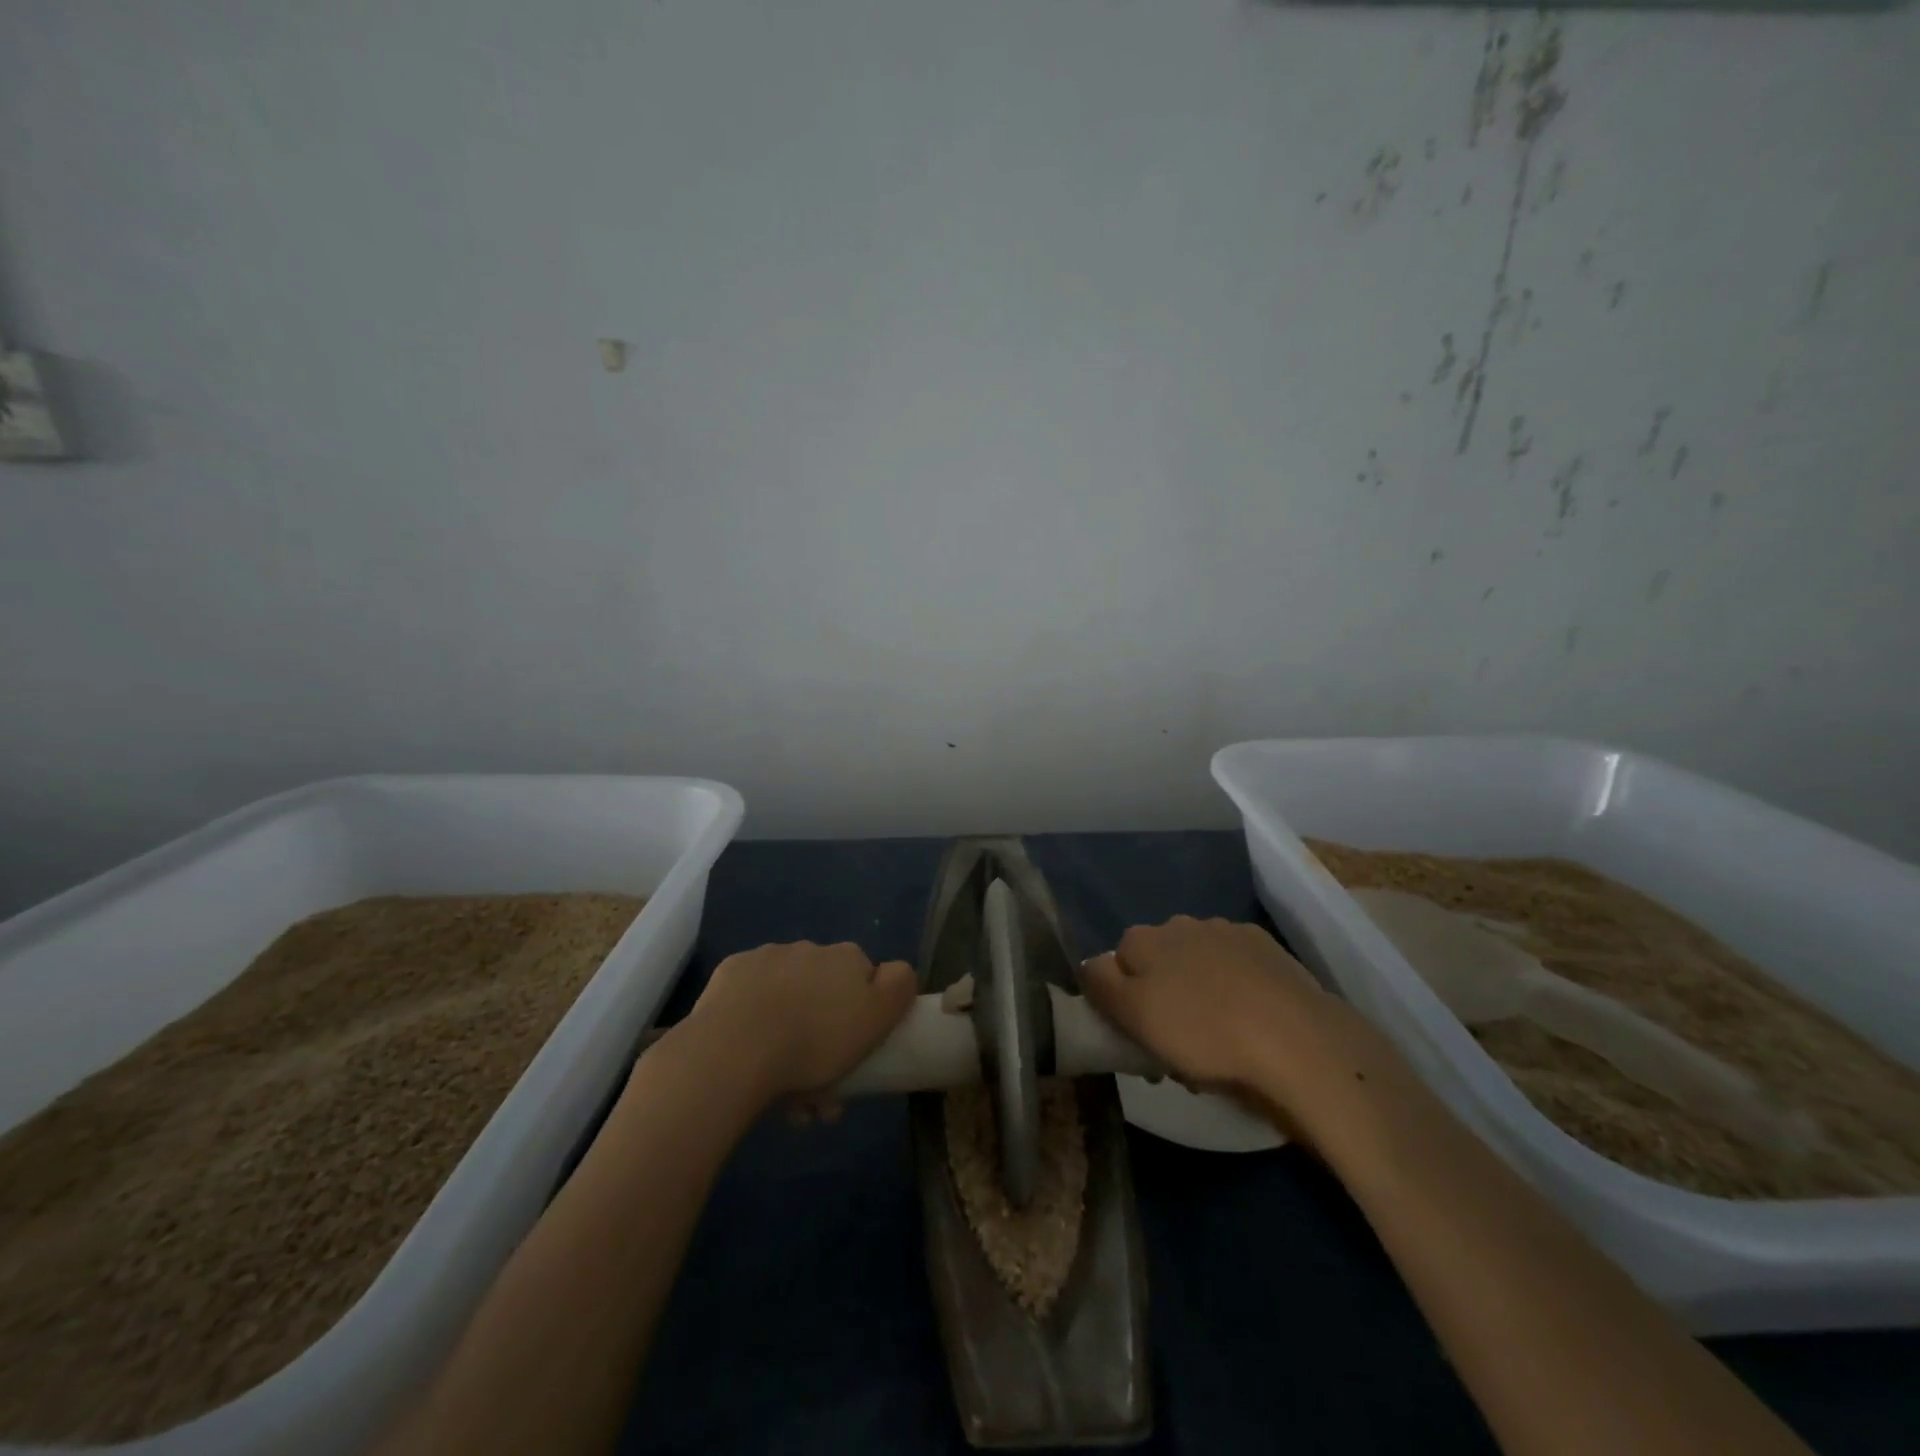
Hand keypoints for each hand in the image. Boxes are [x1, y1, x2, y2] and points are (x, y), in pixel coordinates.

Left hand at [684, 941, 915, 1103]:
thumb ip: (898, 986)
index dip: (862, 1016)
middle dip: (822, 1034)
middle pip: (824, 992)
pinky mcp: (730, 974)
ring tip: (780, 1089)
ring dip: (789, 1033)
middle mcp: (809, 948)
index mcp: (846, 958)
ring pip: (787, 998)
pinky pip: (751, 1000)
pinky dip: (754, 1022)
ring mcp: (767, 958)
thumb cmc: (815, 1040)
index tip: (853, 1054)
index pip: (865, 980)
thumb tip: (896, 971)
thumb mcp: (877, 1017)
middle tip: (817, 1089)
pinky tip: (749, 1056)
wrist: (735, 1048)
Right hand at [1080, 916, 1336, 1097]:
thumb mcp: (1134, 1017)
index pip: (1115, 963)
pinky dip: (1234, 986)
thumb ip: (1101, 985)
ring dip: (1197, 990)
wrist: (1296, 1039)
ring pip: (1196, 963)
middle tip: (1176, 1042)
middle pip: (1157, 961)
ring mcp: (1226, 931)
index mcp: (1143, 939)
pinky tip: (1249, 1018)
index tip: (1139, 1034)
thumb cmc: (1203, 1033)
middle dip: (1162, 994)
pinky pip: (1234, 966)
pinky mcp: (1265, 947)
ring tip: (1218, 1035)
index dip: (1123, 999)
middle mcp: (1180, 924)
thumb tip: (1091, 965)